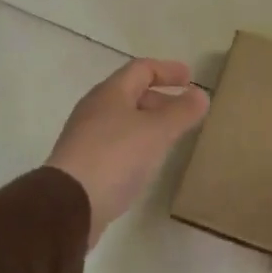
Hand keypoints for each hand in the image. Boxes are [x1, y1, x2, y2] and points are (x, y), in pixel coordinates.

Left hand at [46, 58, 209, 247]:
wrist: (70, 203)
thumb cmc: (116, 157)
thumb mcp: (157, 131)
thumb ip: (182, 112)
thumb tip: (201, 94)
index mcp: (110, 93)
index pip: (141, 69)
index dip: (167, 70)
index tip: (190, 78)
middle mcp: (94, 109)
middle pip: (130, 94)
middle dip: (160, 98)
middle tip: (184, 111)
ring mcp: (86, 137)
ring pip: (123, 120)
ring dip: (149, 123)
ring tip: (170, 137)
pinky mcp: (84, 163)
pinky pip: (116, 143)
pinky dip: (137, 144)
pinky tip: (147, 162)